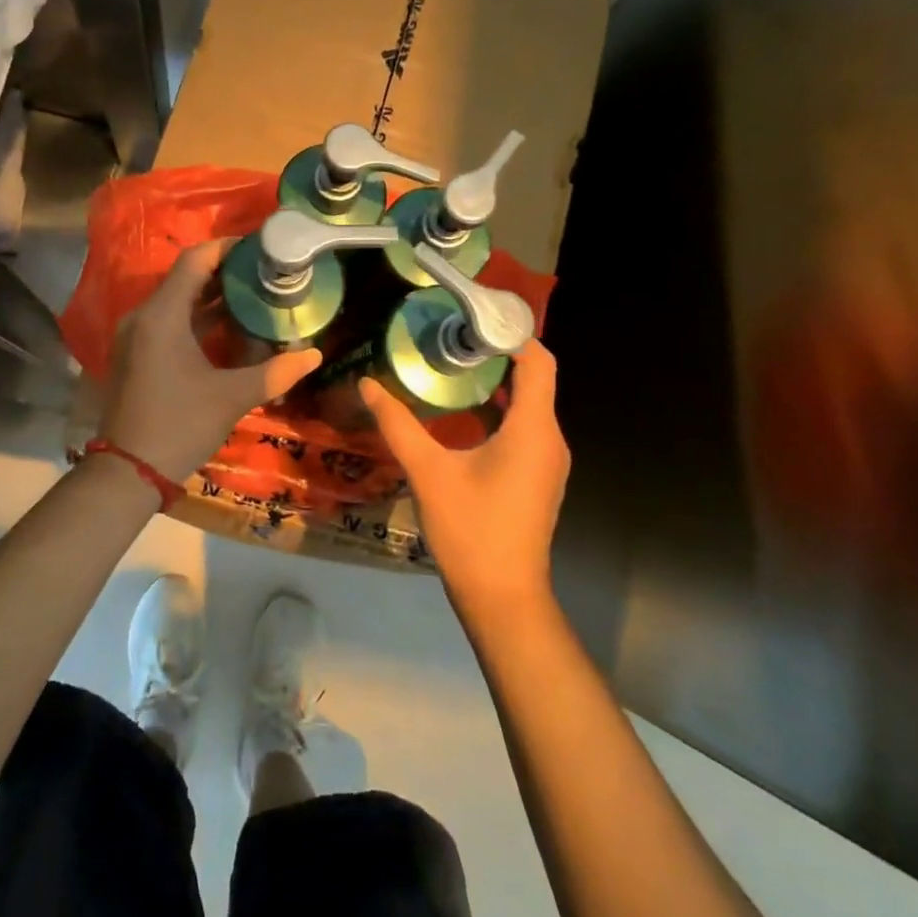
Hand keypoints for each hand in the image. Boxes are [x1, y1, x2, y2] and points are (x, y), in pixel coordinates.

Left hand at [99, 240, 322, 481]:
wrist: (128, 472)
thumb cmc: (179, 425)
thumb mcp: (231, 397)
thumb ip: (275, 373)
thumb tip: (313, 355)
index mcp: (162, 316)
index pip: (194, 261)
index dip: (227, 248)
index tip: (259, 247)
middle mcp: (142, 316)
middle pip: (185, 279)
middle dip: (224, 274)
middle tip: (264, 273)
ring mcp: (134, 336)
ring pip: (176, 302)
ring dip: (211, 298)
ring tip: (253, 297)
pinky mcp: (134, 354)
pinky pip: (167, 322)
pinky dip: (195, 319)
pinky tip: (226, 329)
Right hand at [360, 340, 569, 611]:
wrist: (502, 596)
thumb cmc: (469, 529)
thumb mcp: (427, 471)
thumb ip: (397, 423)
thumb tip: (367, 383)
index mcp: (533, 429)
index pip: (538, 362)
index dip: (512, 334)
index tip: (473, 320)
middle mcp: (550, 438)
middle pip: (534, 380)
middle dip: (496, 355)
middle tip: (450, 339)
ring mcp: (548, 461)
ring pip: (529, 406)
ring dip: (496, 384)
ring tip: (451, 368)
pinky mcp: (538, 478)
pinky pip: (525, 428)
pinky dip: (500, 411)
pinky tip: (462, 415)